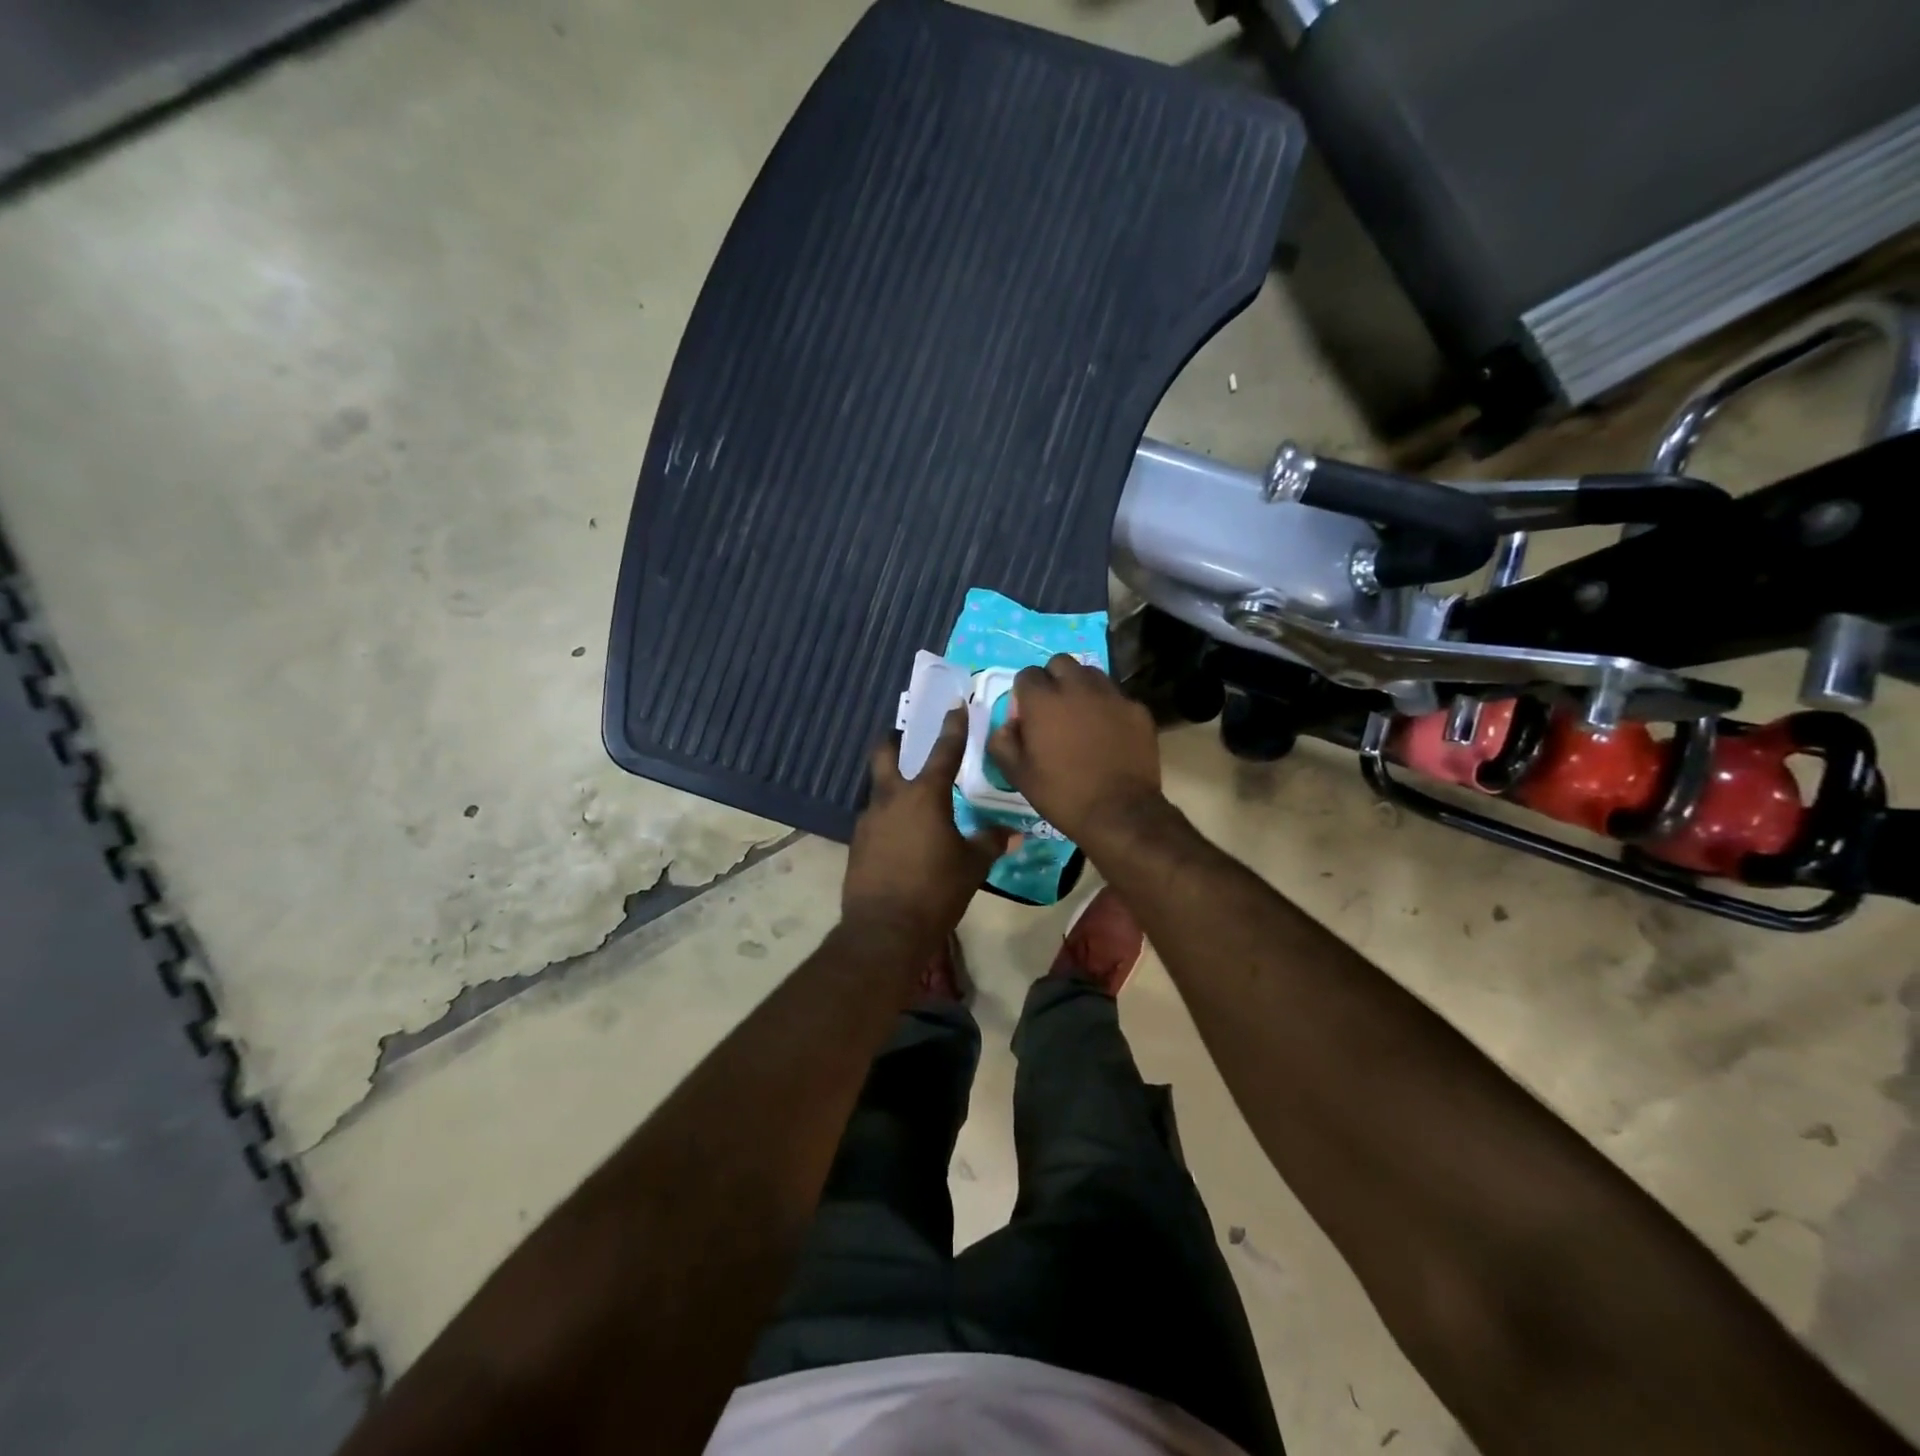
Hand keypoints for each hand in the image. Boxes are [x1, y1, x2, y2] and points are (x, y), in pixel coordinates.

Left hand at [843, 708, 1010, 942]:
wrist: (884, 929)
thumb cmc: (935, 891)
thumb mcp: (972, 865)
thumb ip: (990, 842)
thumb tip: (1013, 833)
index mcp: (924, 795)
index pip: (943, 750)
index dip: (953, 726)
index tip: (956, 705)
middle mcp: (891, 798)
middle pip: (884, 753)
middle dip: (893, 740)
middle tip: (906, 738)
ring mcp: (868, 820)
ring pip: (878, 788)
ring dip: (892, 784)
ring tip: (913, 800)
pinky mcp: (857, 843)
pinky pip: (874, 818)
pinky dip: (888, 817)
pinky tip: (901, 836)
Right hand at [986, 655, 1163, 843]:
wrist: (1120, 812)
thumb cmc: (1062, 794)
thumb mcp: (1018, 775)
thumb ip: (1003, 742)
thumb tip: (1008, 725)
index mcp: (1043, 700)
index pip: (1026, 675)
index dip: (1024, 693)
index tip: (1027, 715)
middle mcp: (1077, 686)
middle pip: (1060, 663)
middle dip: (1053, 679)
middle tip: (1054, 708)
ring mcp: (1111, 695)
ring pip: (1091, 674)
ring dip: (1081, 687)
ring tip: (1082, 714)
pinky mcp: (1137, 708)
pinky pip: (1116, 696)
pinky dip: (1108, 706)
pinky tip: (1109, 732)